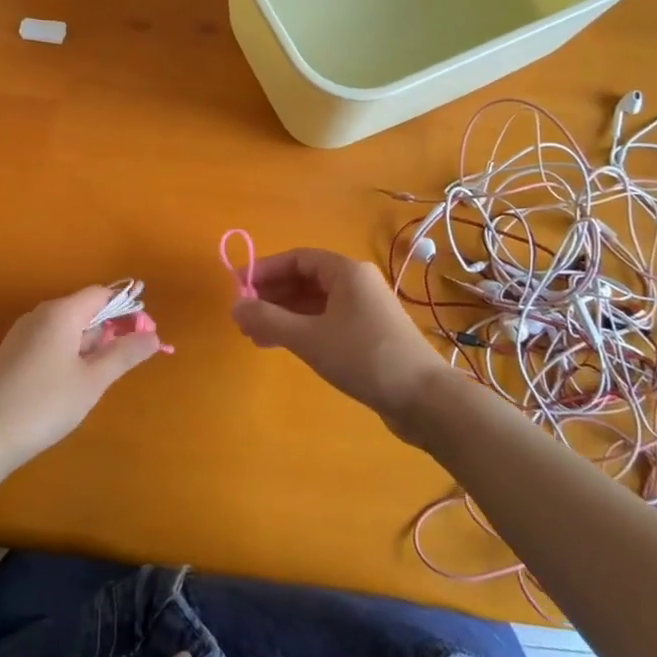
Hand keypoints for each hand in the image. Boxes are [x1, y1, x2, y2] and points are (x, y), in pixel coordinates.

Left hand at [0, 286, 160, 465]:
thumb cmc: (44, 404)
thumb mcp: (92, 381)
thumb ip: (124, 355)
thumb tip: (154, 336)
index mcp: (62, 313)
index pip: (101, 294)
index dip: (125, 309)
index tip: (141, 336)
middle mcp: (40, 315)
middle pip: (84, 310)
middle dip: (107, 332)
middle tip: (120, 366)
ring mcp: (22, 334)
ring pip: (66, 329)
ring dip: (87, 347)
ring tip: (95, 381)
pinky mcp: (12, 355)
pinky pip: (50, 343)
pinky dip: (67, 356)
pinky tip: (68, 386)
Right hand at [230, 249, 443, 436]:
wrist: (423, 398)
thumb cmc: (363, 357)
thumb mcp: (309, 337)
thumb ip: (268, 319)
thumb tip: (233, 306)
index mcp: (346, 272)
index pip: (297, 258)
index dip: (265, 270)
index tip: (238, 288)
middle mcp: (357, 283)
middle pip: (305, 280)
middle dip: (272, 296)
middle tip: (244, 318)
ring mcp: (365, 310)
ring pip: (314, 303)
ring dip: (284, 316)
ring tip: (255, 337)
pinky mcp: (368, 335)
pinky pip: (326, 322)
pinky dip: (302, 330)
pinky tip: (283, 347)